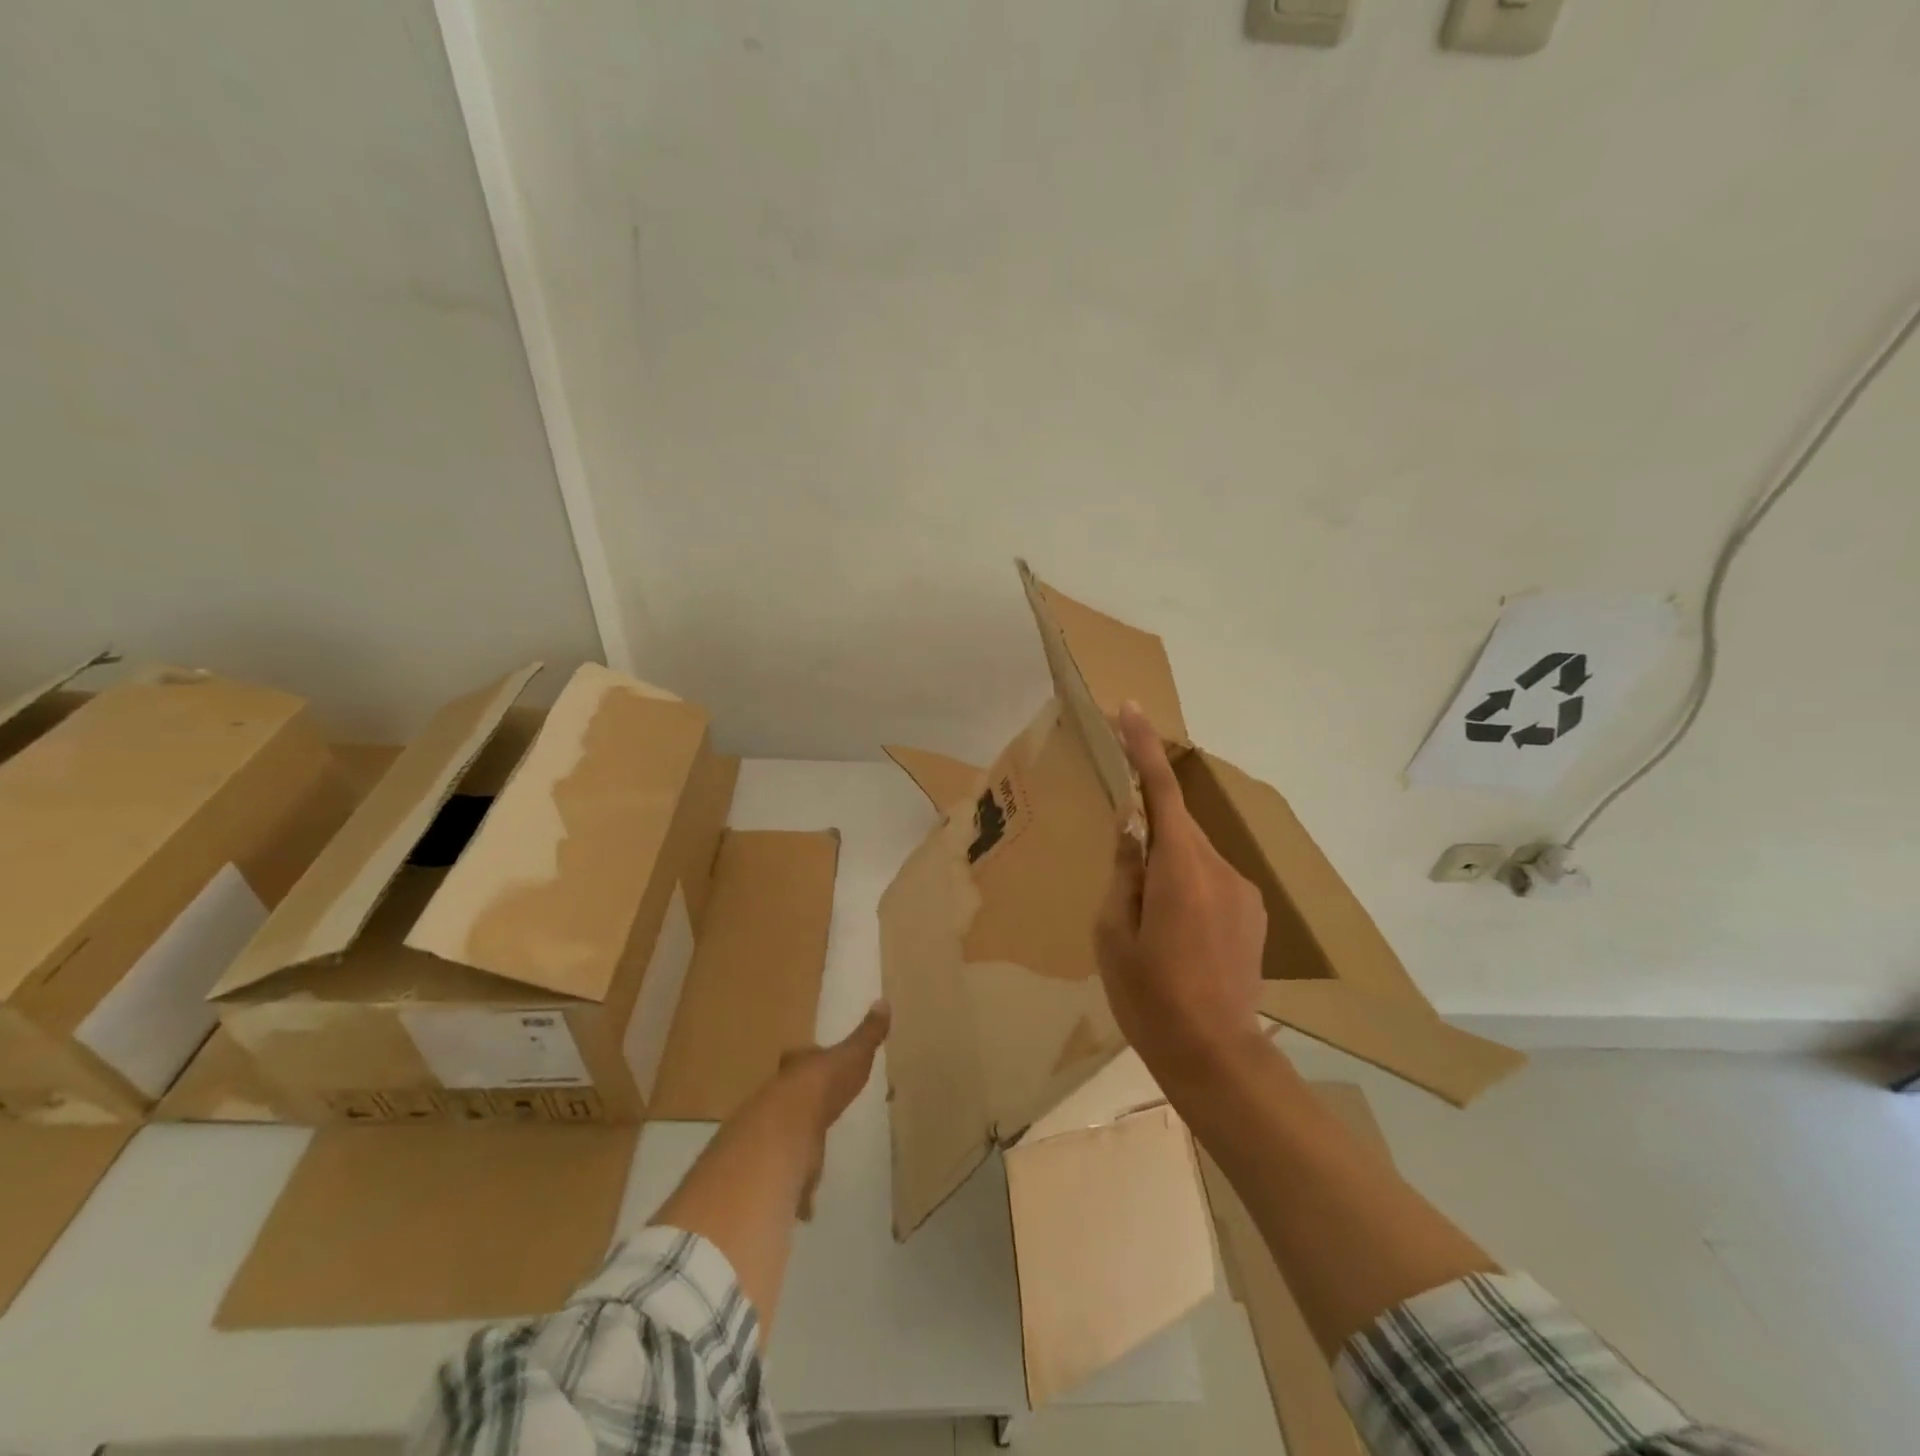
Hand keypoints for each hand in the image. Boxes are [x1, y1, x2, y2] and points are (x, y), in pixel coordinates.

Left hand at [771, 1000, 889, 1217]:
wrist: (784, 1134)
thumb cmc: (821, 1087)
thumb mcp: (850, 1056)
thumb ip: (867, 1034)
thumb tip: (883, 1001)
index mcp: (798, 1070)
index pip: (800, 1059)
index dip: (808, 1061)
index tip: (818, 1066)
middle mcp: (777, 1098)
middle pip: (787, 1098)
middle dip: (800, 1104)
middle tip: (817, 1111)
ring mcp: (769, 1135)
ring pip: (782, 1137)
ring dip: (795, 1145)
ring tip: (814, 1154)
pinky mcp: (771, 1170)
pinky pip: (785, 1178)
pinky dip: (796, 1190)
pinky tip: (807, 1203)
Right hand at [1095, 703, 1267, 1084]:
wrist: (1215, 1055)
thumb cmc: (1149, 996)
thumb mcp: (1113, 933)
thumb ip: (1123, 872)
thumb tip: (1131, 830)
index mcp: (1178, 870)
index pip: (1160, 792)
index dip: (1145, 748)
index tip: (1131, 709)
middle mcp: (1219, 868)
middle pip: (1176, 826)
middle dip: (1146, 831)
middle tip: (1121, 877)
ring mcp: (1243, 891)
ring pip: (1192, 855)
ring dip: (1167, 867)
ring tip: (1149, 923)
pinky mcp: (1253, 912)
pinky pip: (1211, 879)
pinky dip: (1187, 886)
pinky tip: (1179, 935)